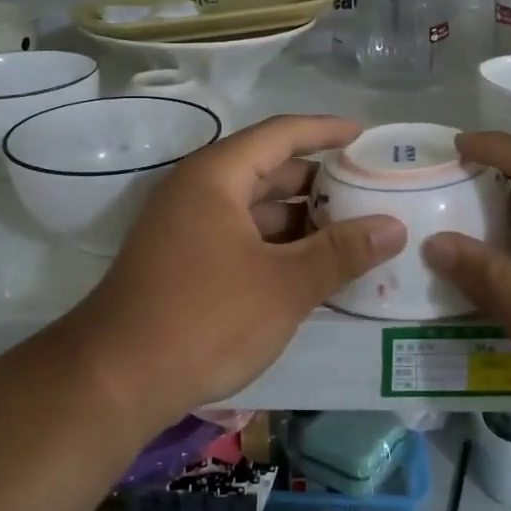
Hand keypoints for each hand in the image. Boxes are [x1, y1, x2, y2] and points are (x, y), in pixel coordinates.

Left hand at [57, 115, 405, 431]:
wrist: (115, 379)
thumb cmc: (205, 318)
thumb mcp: (285, 286)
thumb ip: (341, 252)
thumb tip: (394, 226)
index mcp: (216, 176)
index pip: (280, 134)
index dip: (325, 131)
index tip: (365, 137)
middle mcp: (196, 190)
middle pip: (266, 170)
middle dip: (318, 182)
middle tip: (368, 194)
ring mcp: (183, 227)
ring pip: (252, 209)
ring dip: (298, 219)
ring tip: (349, 233)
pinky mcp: (180, 261)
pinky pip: (237, 237)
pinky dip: (274, 246)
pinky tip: (308, 268)